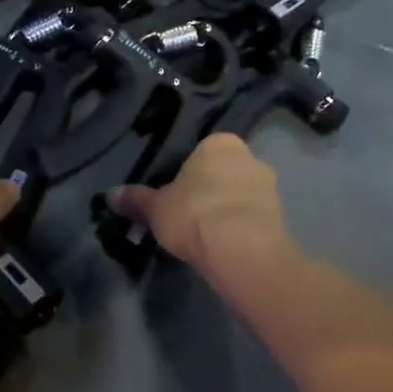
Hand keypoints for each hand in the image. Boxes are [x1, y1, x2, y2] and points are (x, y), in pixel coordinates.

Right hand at [108, 134, 293, 278]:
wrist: (240, 248)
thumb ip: (136, 200)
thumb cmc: (193, 214)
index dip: (187, 174)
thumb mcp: (155, 208)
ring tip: (207, 237)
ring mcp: (270, 186)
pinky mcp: (282, 216)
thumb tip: (111, 194)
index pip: (200, 152)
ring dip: (228, 210)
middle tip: (189, 217)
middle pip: (224, 172)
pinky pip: (254, 218)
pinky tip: (226, 247)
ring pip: (241, 195)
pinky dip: (241, 229)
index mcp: (219, 143)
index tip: (176, 196)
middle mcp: (250, 156)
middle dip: (210, 191)